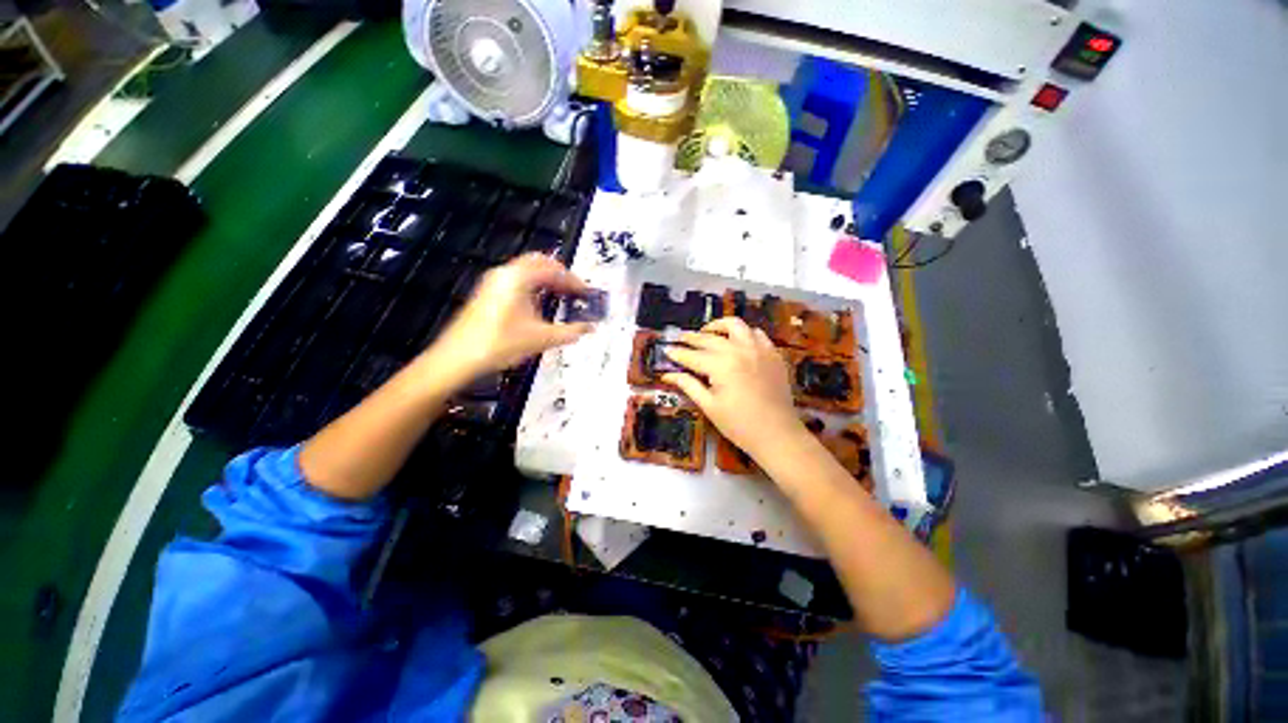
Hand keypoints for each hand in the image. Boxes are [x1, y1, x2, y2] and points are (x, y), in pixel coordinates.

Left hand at [427, 253, 593, 379]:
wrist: (457, 358)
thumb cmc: (498, 344)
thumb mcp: (541, 339)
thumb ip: (570, 332)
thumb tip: (589, 328)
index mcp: (518, 278)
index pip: (553, 269)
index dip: (574, 280)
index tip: (587, 292)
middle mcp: (505, 274)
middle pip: (539, 262)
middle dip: (561, 274)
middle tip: (576, 289)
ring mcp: (494, 282)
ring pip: (527, 271)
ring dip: (547, 280)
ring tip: (563, 295)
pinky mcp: (489, 293)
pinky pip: (518, 280)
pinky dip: (534, 286)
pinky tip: (541, 304)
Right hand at [662, 317, 806, 462]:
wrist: (777, 434)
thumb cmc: (739, 424)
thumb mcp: (709, 406)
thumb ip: (688, 385)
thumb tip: (668, 375)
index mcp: (721, 365)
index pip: (692, 355)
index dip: (677, 353)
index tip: (667, 350)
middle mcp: (739, 350)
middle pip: (709, 337)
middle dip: (692, 338)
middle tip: (681, 338)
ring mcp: (759, 349)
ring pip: (736, 325)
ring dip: (719, 327)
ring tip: (709, 333)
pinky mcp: (773, 353)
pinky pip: (757, 334)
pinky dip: (744, 334)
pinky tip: (737, 343)